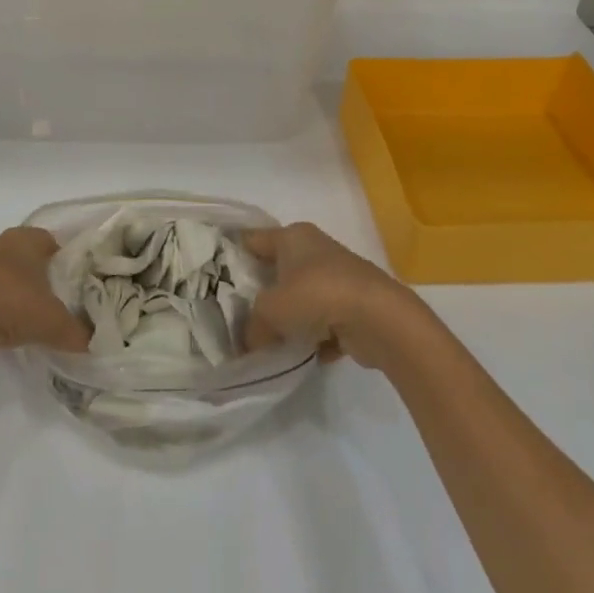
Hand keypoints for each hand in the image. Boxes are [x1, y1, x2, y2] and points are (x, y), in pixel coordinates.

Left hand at [0, 227, 91, 356]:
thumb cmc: (10, 302)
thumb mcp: (54, 322)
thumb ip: (78, 333)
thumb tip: (94, 343)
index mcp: (29, 238)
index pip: (56, 243)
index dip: (69, 263)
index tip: (79, 285)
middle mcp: (3, 244)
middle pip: (30, 259)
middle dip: (43, 279)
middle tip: (60, 304)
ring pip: (7, 277)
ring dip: (17, 294)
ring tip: (33, 320)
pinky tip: (4, 328)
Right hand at [242, 223, 414, 368]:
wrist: (380, 319)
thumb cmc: (316, 296)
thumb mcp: (270, 311)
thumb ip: (253, 326)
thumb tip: (249, 342)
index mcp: (292, 236)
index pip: (252, 240)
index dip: (231, 255)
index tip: (213, 276)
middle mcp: (315, 250)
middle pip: (277, 270)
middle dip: (261, 293)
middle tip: (238, 315)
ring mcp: (338, 277)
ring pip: (302, 297)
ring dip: (291, 319)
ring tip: (270, 341)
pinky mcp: (356, 305)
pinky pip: (325, 321)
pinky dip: (317, 337)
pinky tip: (307, 355)